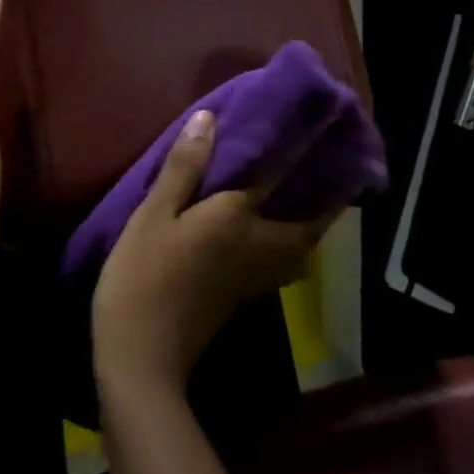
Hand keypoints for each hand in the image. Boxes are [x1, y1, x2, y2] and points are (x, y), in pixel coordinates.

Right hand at [92, 110, 336, 391]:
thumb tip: (209, 119)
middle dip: (325, 205)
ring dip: (311, 229)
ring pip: (299, 251)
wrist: (142, 354)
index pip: (276, 176)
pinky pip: (280, 265)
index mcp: (235, 218)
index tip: (321, 128)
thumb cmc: (142, 274)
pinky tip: (272, 239)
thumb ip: (184, 168)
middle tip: (332, 179)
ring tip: (308, 206)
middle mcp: (256, 245)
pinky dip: (289, 248)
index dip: (299, 150)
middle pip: (306, 226)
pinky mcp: (241, 297)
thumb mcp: (153, 214)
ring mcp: (252, 277)